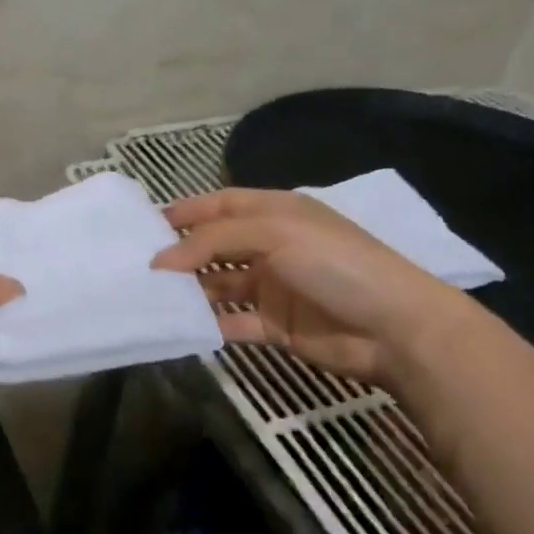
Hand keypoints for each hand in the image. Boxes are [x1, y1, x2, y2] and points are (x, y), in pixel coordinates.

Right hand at [152, 188, 468, 382]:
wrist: (395, 329)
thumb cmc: (335, 264)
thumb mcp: (274, 234)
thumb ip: (214, 240)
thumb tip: (161, 259)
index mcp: (276, 213)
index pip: (221, 204)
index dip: (186, 211)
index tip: (146, 225)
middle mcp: (271, 246)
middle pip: (215, 245)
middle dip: (181, 252)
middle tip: (139, 264)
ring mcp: (273, 287)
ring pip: (219, 284)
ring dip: (190, 289)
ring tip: (151, 296)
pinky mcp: (275, 325)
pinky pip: (233, 321)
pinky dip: (209, 324)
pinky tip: (181, 326)